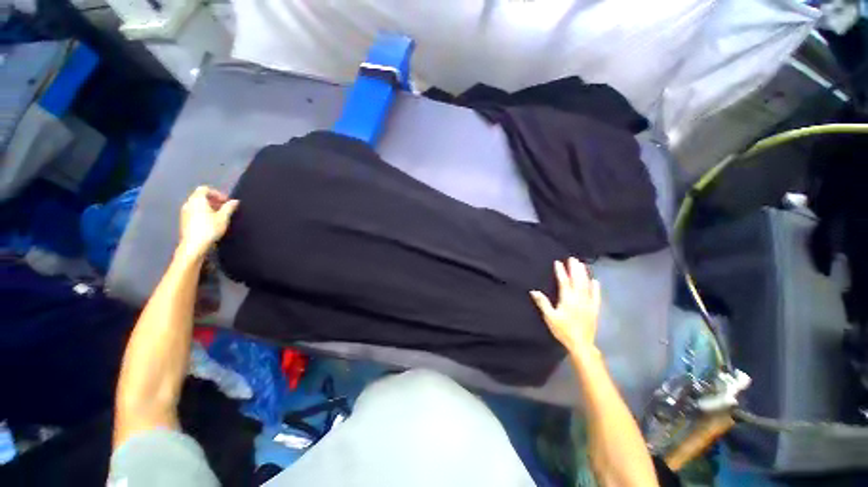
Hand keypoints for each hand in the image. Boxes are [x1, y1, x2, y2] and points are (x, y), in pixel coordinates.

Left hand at [178, 186, 238, 258]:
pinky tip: (211, 222)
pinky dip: (203, 213)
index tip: (226, 202)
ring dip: (208, 207)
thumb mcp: (223, 217)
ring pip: (197, 205)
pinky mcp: (184, 221)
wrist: (194, 245)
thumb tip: (235, 201)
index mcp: (197, 200)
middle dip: (213, 201)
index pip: (205, 189)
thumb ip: (229, 208)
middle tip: (224, 209)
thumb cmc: (209, 228)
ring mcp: (184, 212)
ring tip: (219, 216)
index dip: (217, 193)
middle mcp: (188, 203)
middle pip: (200, 196)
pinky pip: (194, 212)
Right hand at [530, 257, 600, 353]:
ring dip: (584, 274)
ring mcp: (589, 303)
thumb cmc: (563, 330)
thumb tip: (534, 291)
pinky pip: (596, 296)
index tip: (558, 262)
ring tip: (582, 264)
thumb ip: (543, 303)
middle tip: (573, 258)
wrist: (581, 344)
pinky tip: (595, 281)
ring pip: (587, 285)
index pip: (564, 282)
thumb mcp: (550, 317)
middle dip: (575, 268)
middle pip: (577, 280)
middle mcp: (579, 298)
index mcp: (567, 299)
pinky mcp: (594, 309)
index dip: (561, 271)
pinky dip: (596, 287)